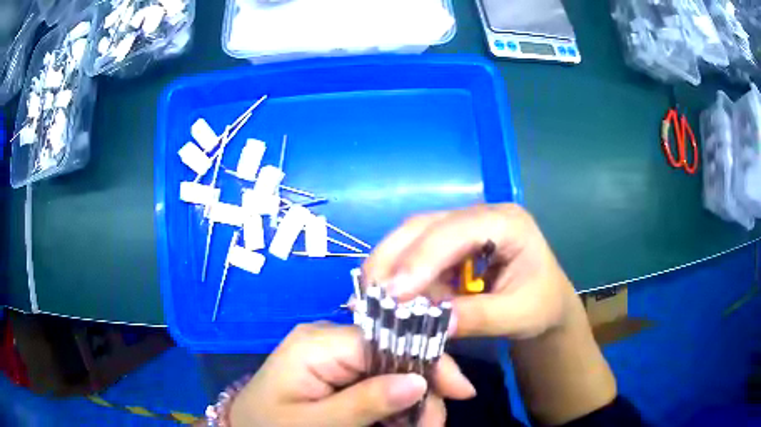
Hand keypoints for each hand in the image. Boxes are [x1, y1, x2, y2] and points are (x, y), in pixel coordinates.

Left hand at [229, 322, 475, 426]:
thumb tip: (418, 381)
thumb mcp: (316, 423)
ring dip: (413, 403)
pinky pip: (379, 383)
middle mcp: (330, 340)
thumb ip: (364, 402)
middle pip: (396, 355)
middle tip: (433, 425)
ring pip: (394, 372)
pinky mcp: (338, 372)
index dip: (428, 361)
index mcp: (318, 342)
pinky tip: (399, 424)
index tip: (459, 391)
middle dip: (423, 390)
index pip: (388, 338)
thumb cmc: (270, 426)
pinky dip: (395, 406)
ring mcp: (336, 356)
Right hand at [363, 204, 577, 339]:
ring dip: (390, 266)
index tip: (392, 294)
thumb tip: (432, 323)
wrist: (546, 302)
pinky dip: (400, 275)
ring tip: (372, 297)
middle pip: (425, 225)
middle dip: (393, 259)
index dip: (421, 260)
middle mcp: (480, 214)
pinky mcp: (450, 243)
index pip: (456, 230)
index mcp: (507, 222)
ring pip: (413, 235)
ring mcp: (462, 226)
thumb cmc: (540, 305)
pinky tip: (392, 296)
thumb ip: (478, 318)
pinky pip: (416, 252)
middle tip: (369, 294)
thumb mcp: (518, 316)